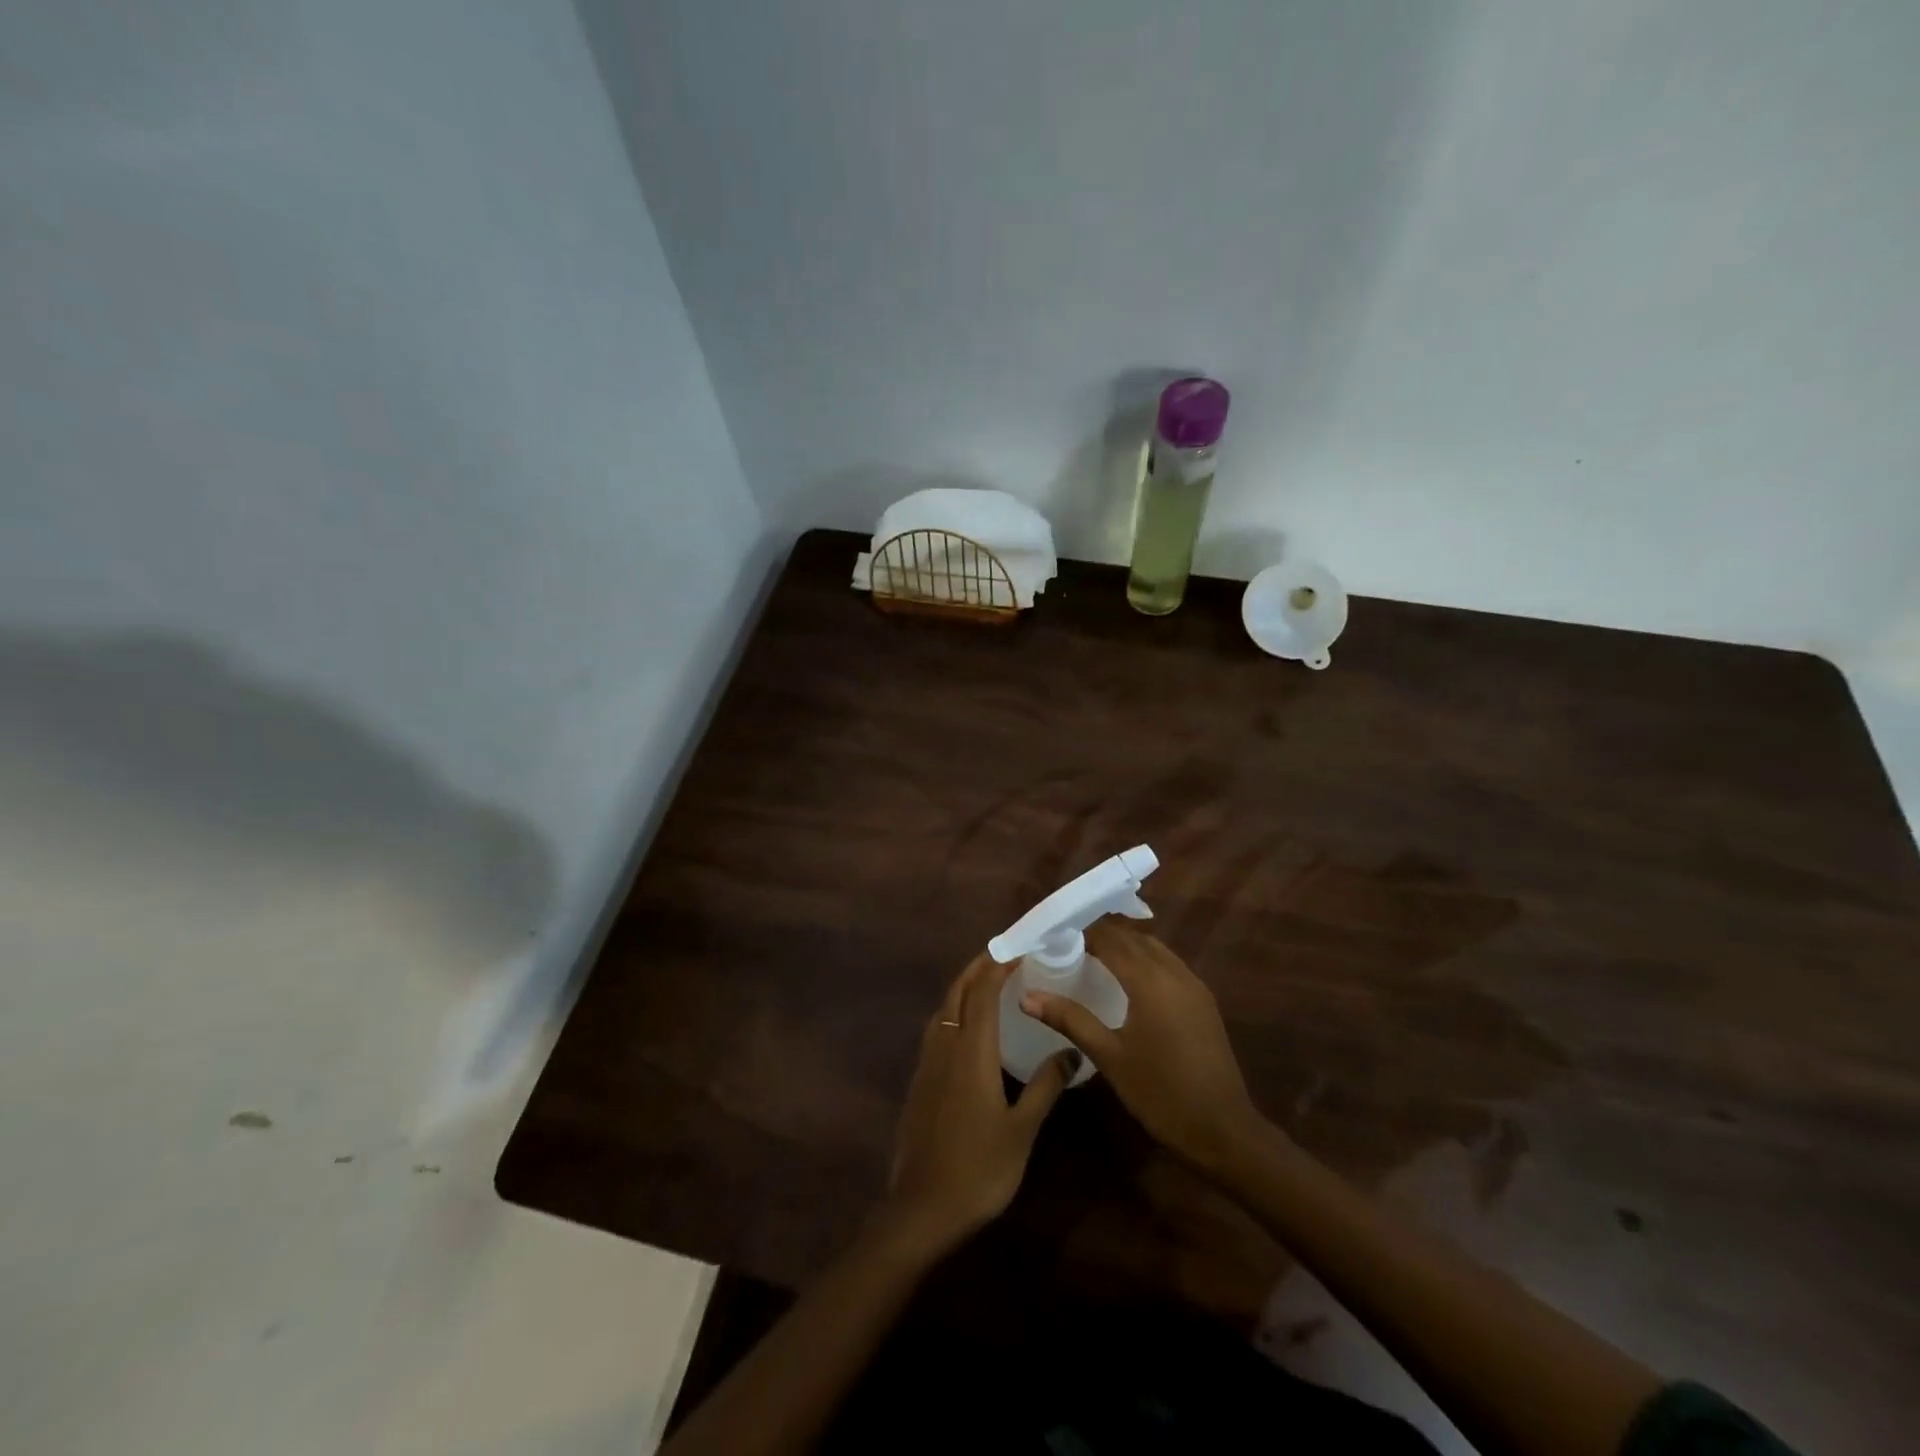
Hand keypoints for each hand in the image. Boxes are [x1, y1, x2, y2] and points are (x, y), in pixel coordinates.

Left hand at [881, 953, 1074, 1258]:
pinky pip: (937, 1028)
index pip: (983, 990)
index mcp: (971, 1050)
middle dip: (978, 966)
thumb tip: (1073, 1052)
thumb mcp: (1022, 1129)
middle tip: (1004, 954)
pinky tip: (969, 1028)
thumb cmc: (979, 1169)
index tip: (1020, 948)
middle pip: (957, 991)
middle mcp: (945, 1045)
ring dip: (964, 986)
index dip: (999, 964)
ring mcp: (927, 1062)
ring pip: (943, 1008)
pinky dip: (954, 1011)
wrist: (921, 1210)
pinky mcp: (919, 1081)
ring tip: (988, 982)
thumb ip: (1046, 1085)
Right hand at [1021, 920, 1264, 1174]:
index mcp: (1149, 979)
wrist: (1224, 1131)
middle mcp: (1174, 972)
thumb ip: (1069, 1019)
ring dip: (1125, 945)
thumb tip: (1027, 996)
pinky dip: (1144, 960)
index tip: (1053, 933)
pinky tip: (1128, 980)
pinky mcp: (1203, 1001)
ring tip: (1092, 955)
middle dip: (1101, 933)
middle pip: (1132, 937)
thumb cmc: (1160, 1093)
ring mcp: (1194, 985)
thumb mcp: (1109, 1056)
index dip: (1080, 930)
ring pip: (1154, 948)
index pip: (1109, 937)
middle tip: (1066, 942)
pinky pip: (1169, 964)